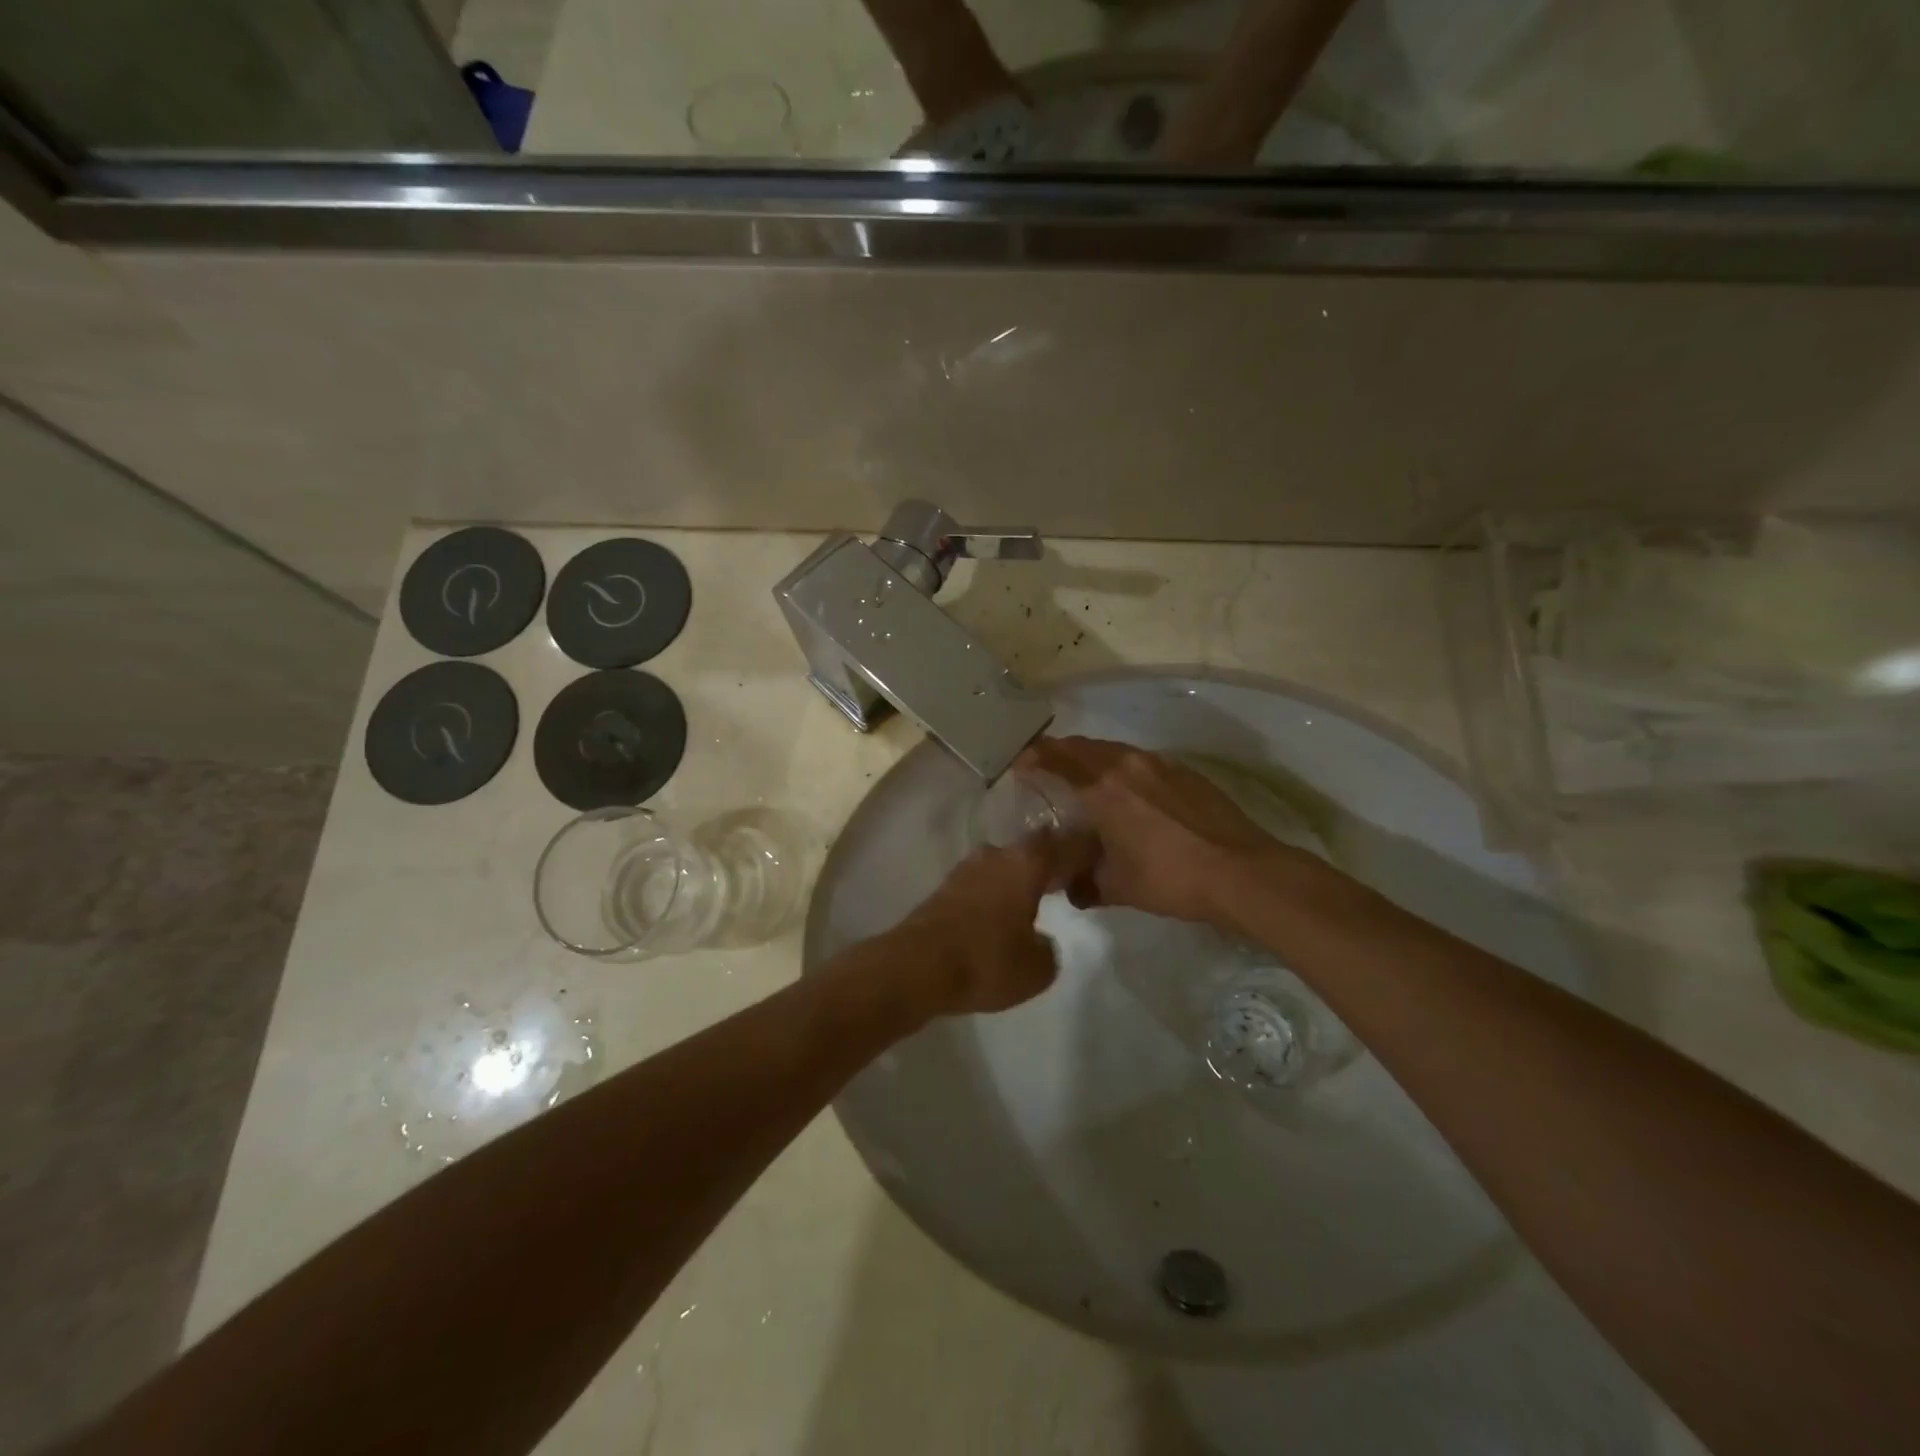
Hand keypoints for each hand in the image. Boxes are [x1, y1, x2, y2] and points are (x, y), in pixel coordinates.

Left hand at [896, 829, 1096, 1015]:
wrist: (916, 966)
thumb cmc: (986, 961)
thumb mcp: (1037, 969)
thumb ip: (1048, 949)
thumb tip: (1039, 940)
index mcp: (1026, 863)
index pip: (1065, 844)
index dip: (1084, 849)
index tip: (1098, 856)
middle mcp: (996, 856)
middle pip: (1031, 849)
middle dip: (1049, 861)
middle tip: (1066, 879)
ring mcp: (965, 869)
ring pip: (1003, 864)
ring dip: (1019, 877)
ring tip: (1033, 900)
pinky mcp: (944, 889)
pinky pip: (982, 883)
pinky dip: (995, 893)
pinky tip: (1000, 914)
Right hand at [1017, 736, 1308, 928]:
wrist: (1242, 872)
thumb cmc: (1170, 878)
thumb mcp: (1117, 886)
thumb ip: (1083, 882)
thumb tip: (1067, 888)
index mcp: (1103, 788)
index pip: (1057, 759)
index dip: (1033, 758)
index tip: (1018, 765)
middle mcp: (1128, 765)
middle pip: (1083, 746)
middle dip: (1059, 753)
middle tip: (1044, 768)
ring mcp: (1160, 764)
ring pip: (1113, 750)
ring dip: (1091, 757)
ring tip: (1083, 777)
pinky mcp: (1184, 772)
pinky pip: (1139, 760)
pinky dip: (1121, 766)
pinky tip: (1127, 791)